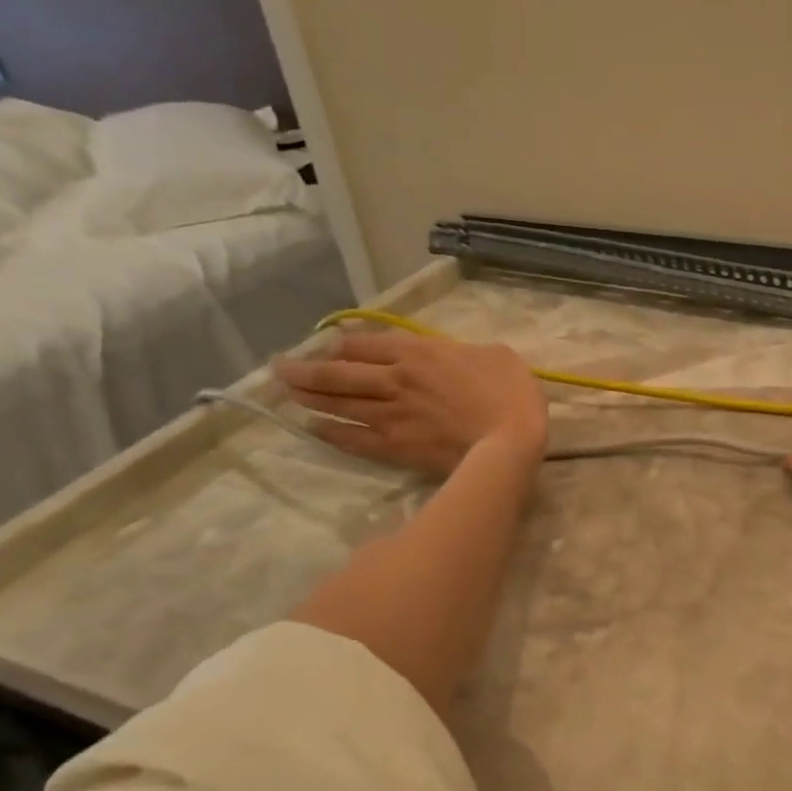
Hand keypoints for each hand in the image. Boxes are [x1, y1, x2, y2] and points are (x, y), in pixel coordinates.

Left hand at [274, 332, 547, 473]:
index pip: (364, 344)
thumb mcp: (496, 356)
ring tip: (287, 394)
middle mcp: (394, 379)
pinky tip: (314, 429)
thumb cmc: (510, 394)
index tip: (329, 349)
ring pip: (339, 403)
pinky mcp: (395, 446)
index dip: (341, 346)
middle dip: (306, 370)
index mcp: (418, 352)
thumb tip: (457, 357)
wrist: (508, 441)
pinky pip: (353, 438)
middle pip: (338, 372)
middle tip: (281, 370)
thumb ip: (466, 352)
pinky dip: (331, 433)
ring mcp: (391, 414)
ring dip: (309, 398)